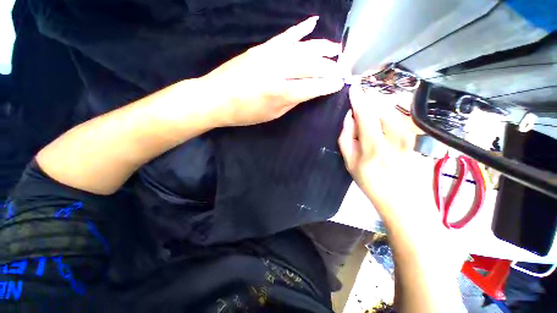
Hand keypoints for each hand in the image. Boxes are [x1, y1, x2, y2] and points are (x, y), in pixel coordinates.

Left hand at [202, 16, 345, 126]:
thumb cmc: (244, 113)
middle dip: (329, 66)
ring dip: (322, 47)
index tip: (339, 83)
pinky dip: (300, 29)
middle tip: (341, 68)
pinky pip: (285, 35)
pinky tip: (313, 23)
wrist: (215, 98)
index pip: (312, 87)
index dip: (328, 86)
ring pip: (303, 48)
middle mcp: (279, 71)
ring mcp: (270, 55)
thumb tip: (306, 92)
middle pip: (311, 65)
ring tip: (336, 48)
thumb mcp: (271, 115)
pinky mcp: (262, 47)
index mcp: (281, 93)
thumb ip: (290, 102)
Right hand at [340, 85, 468, 267]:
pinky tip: (382, 121)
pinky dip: (388, 114)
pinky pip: (399, 118)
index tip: (353, 87)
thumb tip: (349, 117)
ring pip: (391, 111)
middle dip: (369, 102)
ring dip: (378, 107)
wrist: (402, 200)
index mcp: (373, 145)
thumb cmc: (371, 183)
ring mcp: (408, 136)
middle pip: (380, 108)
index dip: (358, 99)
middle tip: (359, 107)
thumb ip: (346, 138)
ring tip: (369, 115)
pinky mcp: (415, 138)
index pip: (365, 114)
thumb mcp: (350, 164)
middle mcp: (393, 137)